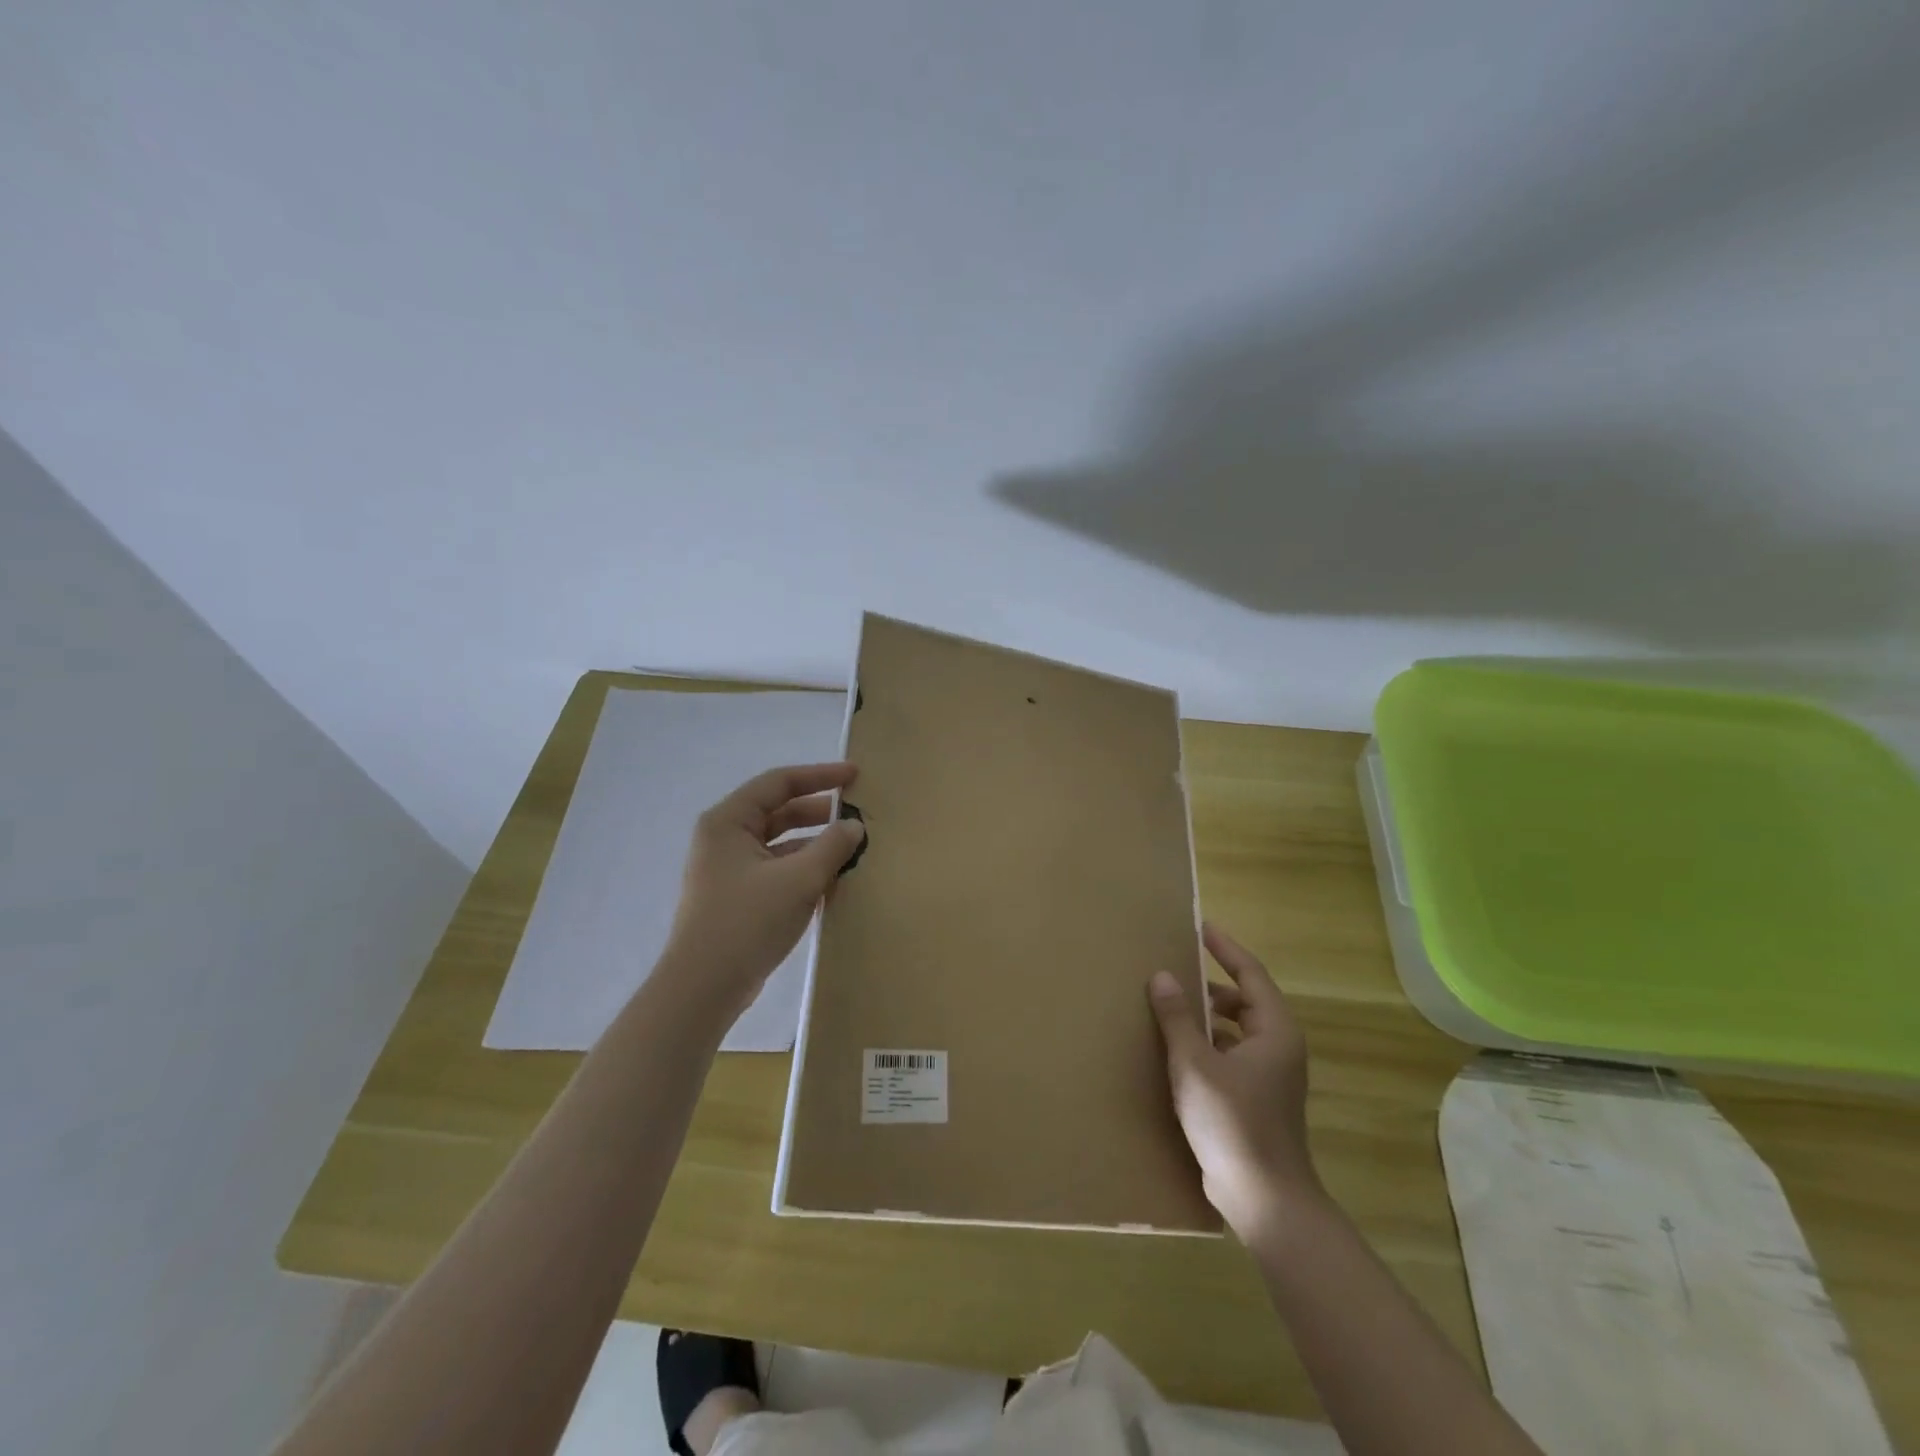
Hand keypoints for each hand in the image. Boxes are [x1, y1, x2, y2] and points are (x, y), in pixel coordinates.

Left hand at [664, 762, 866, 1016]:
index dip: (820, 776)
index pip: (779, 783)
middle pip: (779, 812)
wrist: (703, 989)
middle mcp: (725, 838)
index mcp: (729, 821)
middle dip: (820, 812)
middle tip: (859, 814)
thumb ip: (832, 846)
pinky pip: (777, 870)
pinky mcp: (737, 897)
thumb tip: (855, 826)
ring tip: (853, 849)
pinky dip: (804, 869)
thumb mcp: (798, 880)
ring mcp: (729, 870)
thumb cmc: (746, 922)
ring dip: (815, 844)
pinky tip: (834, 880)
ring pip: (780, 843)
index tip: (856, 776)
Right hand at [1148, 923, 1322, 1239]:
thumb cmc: (1232, 1122)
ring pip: (1236, 1029)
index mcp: (1274, 1030)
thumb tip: (1162, 975)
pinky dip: (1208, 1043)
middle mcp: (1278, 1046)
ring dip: (1207, 1016)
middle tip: (1175, 967)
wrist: (1264, 1198)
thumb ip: (1177, 1017)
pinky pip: (1230, 1053)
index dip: (1224, 948)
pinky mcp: (1257, 1097)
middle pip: (1244, 999)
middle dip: (1210, 984)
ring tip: (1171, 1006)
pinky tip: (1178, 1050)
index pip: (1250, 973)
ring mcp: (1270, 1075)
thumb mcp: (1194, 1064)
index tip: (1200, 927)